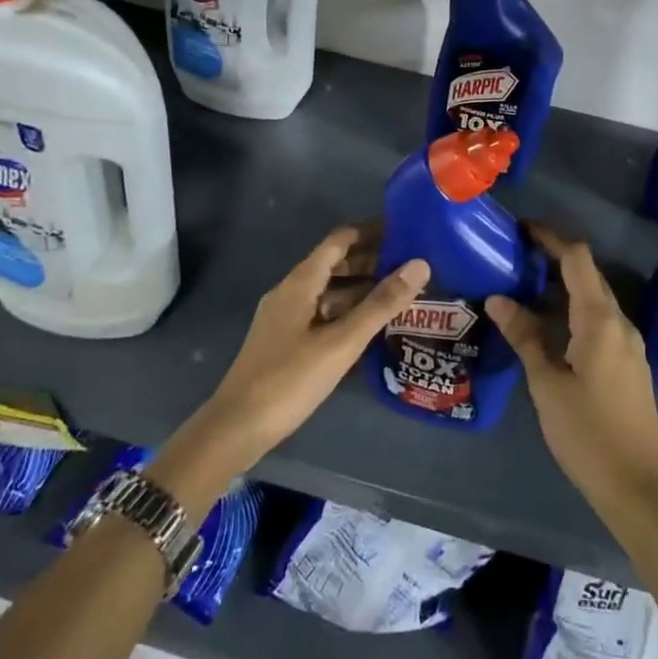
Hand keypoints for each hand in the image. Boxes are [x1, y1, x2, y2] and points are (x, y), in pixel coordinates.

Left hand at [162, 228, 429, 502]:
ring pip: (329, 291)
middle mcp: (291, 292)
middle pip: (334, 263)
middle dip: (370, 260)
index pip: (339, 240)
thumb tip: (420, 264)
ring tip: (400, 293)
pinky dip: (348, 311)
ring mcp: (286, 317)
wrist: (237, 428)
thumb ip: (381, 304)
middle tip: (411, 265)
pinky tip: (371, 326)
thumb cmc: (289, 379)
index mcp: (300, 282)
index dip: (370, 232)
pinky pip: (323, 313)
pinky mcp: (286, 341)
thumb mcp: (341, 342)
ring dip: (361, 288)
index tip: (404, 231)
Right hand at [486, 225, 657, 515]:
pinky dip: (573, 312)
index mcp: (600, 320)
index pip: (577, 259)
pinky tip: (549, 328)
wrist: (640, 487)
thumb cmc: (588, 434)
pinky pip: (599, 321)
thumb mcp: (547, 385)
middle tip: (515, 259)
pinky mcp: (628, 364)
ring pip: (594, 299)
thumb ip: (525, 337)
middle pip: (588, 275)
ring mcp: (627, 344)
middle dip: (554, 259)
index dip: (550, 238)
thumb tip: (498, 299)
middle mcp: (619, 323)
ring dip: (563, 287)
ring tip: (524, 290)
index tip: (521, 230)